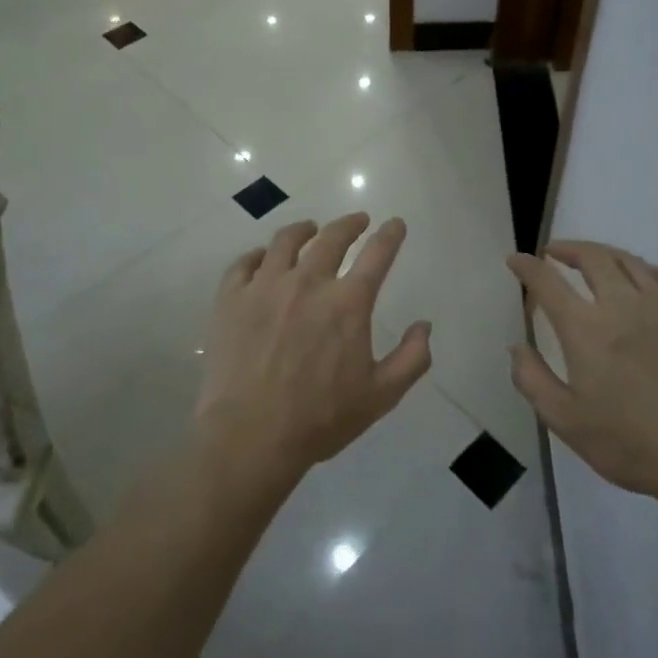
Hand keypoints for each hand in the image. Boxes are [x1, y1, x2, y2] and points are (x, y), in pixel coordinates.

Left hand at [197, 213, 431, 486]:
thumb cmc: (320, 419)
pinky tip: (263, 258)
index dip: (390, 235)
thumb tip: (424, 326)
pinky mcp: (232, 299)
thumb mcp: (381, 396)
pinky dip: (259, 255)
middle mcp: (308, 282)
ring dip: (304, 229)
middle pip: (331, 237)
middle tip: (357, 221)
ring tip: (309, 228)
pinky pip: (245, 263)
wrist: (250, 436)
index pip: (377, 254)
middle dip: (349, 224)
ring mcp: (265, 287)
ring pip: (285, 241)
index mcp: (347, 303)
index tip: (395, 224)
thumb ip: (411, 358)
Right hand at [507, 241, 657, 501]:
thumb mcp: (566, 422)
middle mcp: (624, 306)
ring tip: (594, 260)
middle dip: (568, 249)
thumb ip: (533, 380)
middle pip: (593, 258)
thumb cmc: (632, 445)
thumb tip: (516, 347)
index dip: (527, 266)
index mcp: (587, 329)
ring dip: (605, 254)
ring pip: (632, 262)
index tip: (516, 260)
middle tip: (554, 253)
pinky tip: (645, 278)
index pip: (548, 282)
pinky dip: (649, 271)